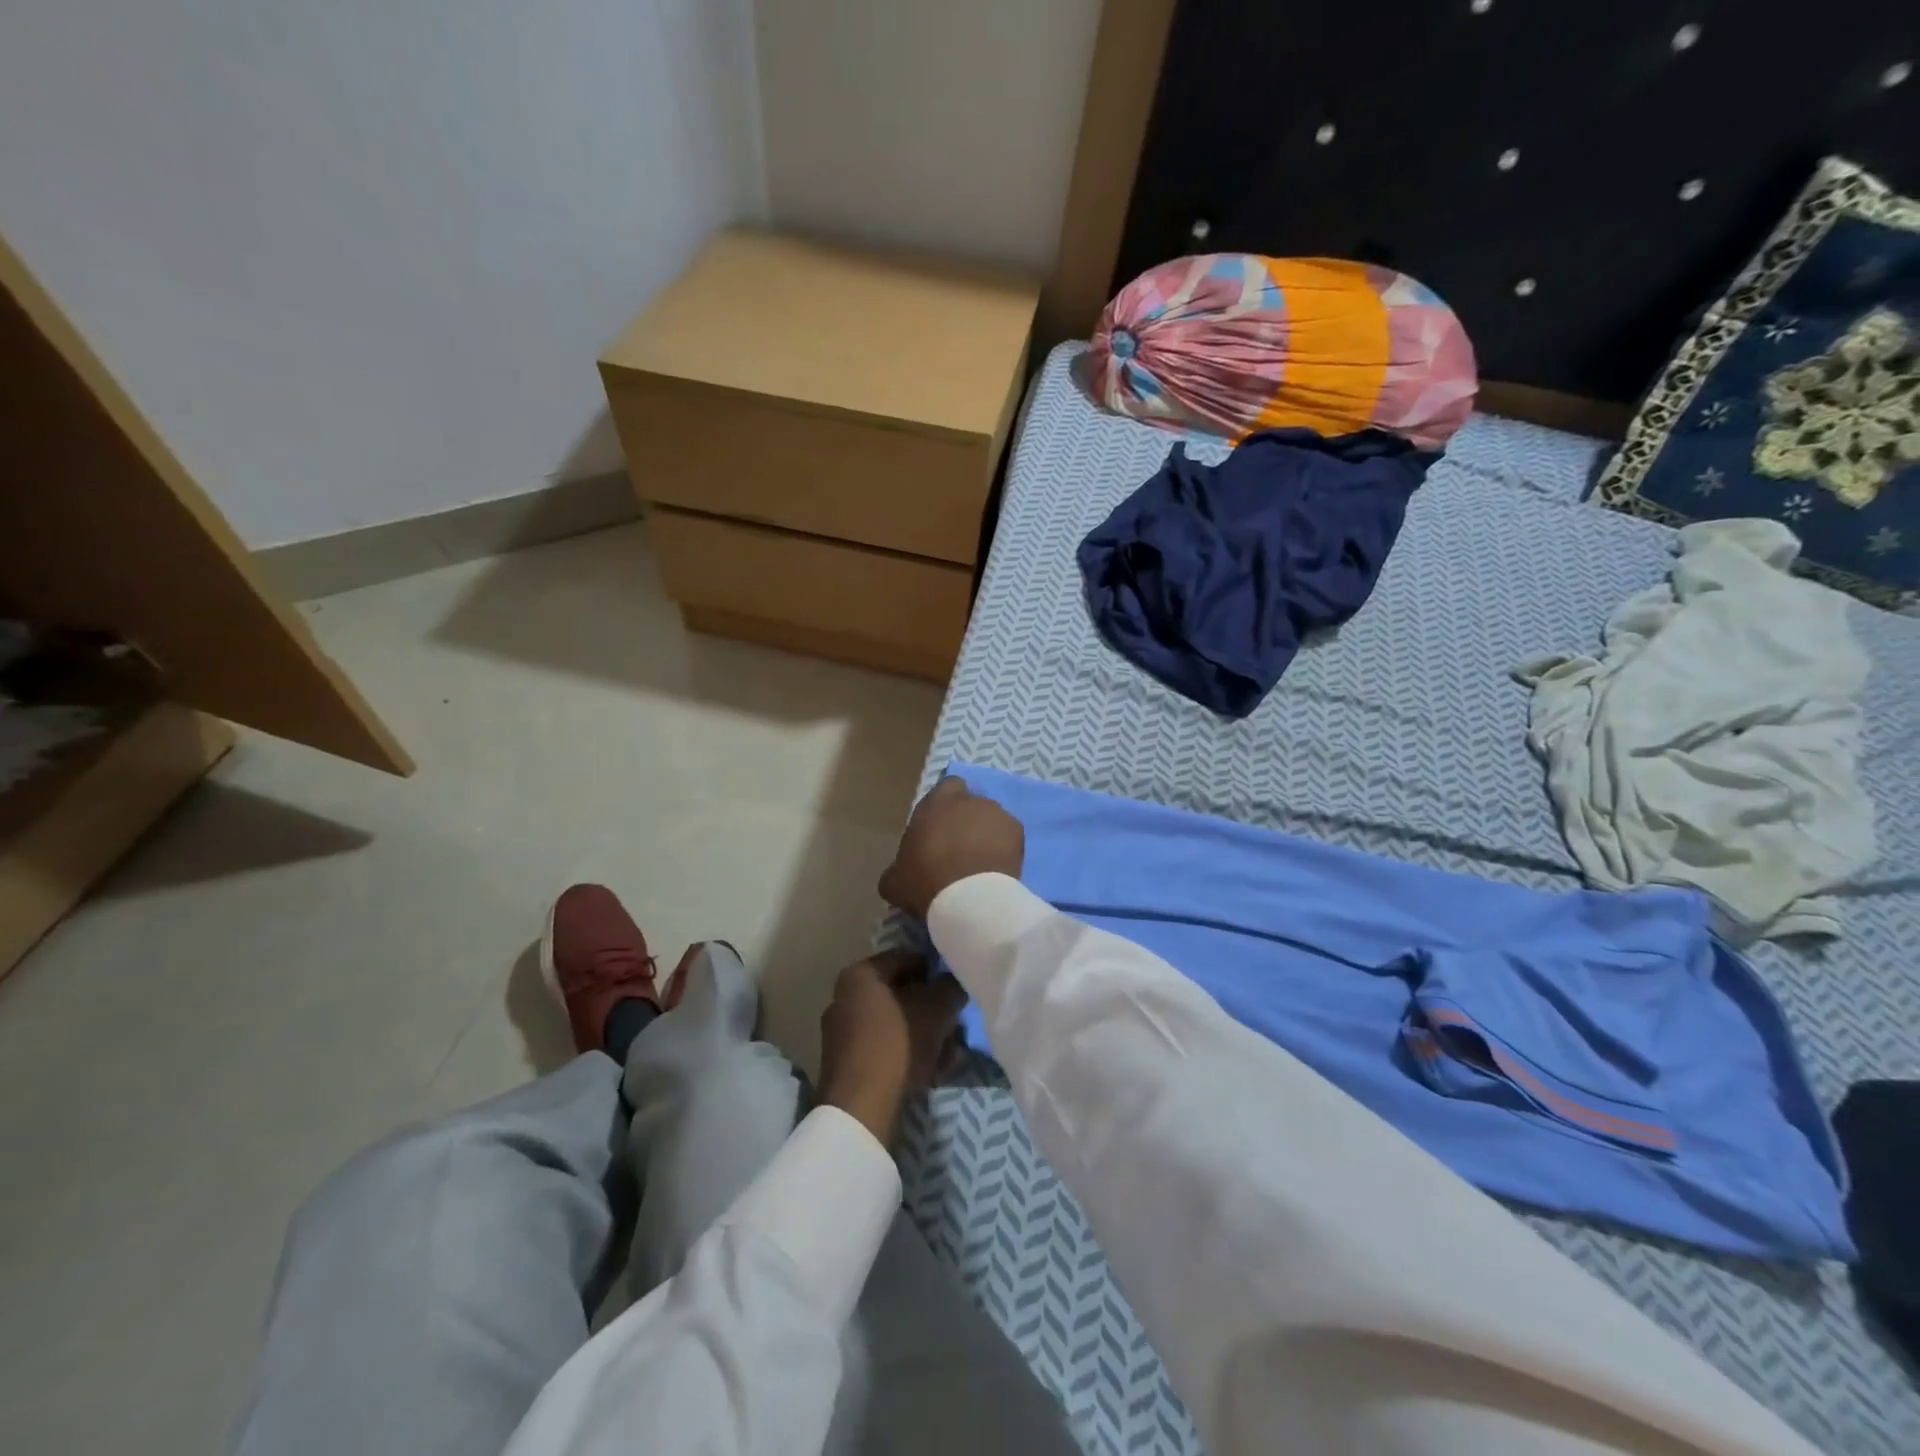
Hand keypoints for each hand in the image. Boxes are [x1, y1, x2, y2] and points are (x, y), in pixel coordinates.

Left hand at [817, 950, 967, 1145]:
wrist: (860, 1108)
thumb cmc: (898, 1043)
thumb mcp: (936, 1009)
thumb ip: (950, 987)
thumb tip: (955, 983)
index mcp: (860, 975)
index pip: (905, 959)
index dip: (935, 970)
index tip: (956, 987)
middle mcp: (845, 997)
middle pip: (901, 994)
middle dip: (933, 1009)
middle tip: (956, 1023)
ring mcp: (843, 1033)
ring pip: (896, 1024)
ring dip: (926, 1034)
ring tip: (951, 1052)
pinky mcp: (846, 1064)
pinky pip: (886, 1048)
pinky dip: (909, 1054)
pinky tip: (935, 1070)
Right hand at [878, 776, 1024, 920]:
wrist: (970, 899)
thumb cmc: (926, 882)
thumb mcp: (895, 880)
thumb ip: (898, 867)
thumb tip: (899, 873)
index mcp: (936, 803)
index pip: (946, 787)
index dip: (945, 804)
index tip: (941, 827)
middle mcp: (968, 800)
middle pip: (970, 803)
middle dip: (966, 821)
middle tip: (959, 849)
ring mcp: (997, 813)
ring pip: (991, 818)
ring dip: (986, 833)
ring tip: (980, 862)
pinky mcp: (1018, 831)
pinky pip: (1008, 835)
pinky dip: (1004, 847)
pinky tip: (998, 868)